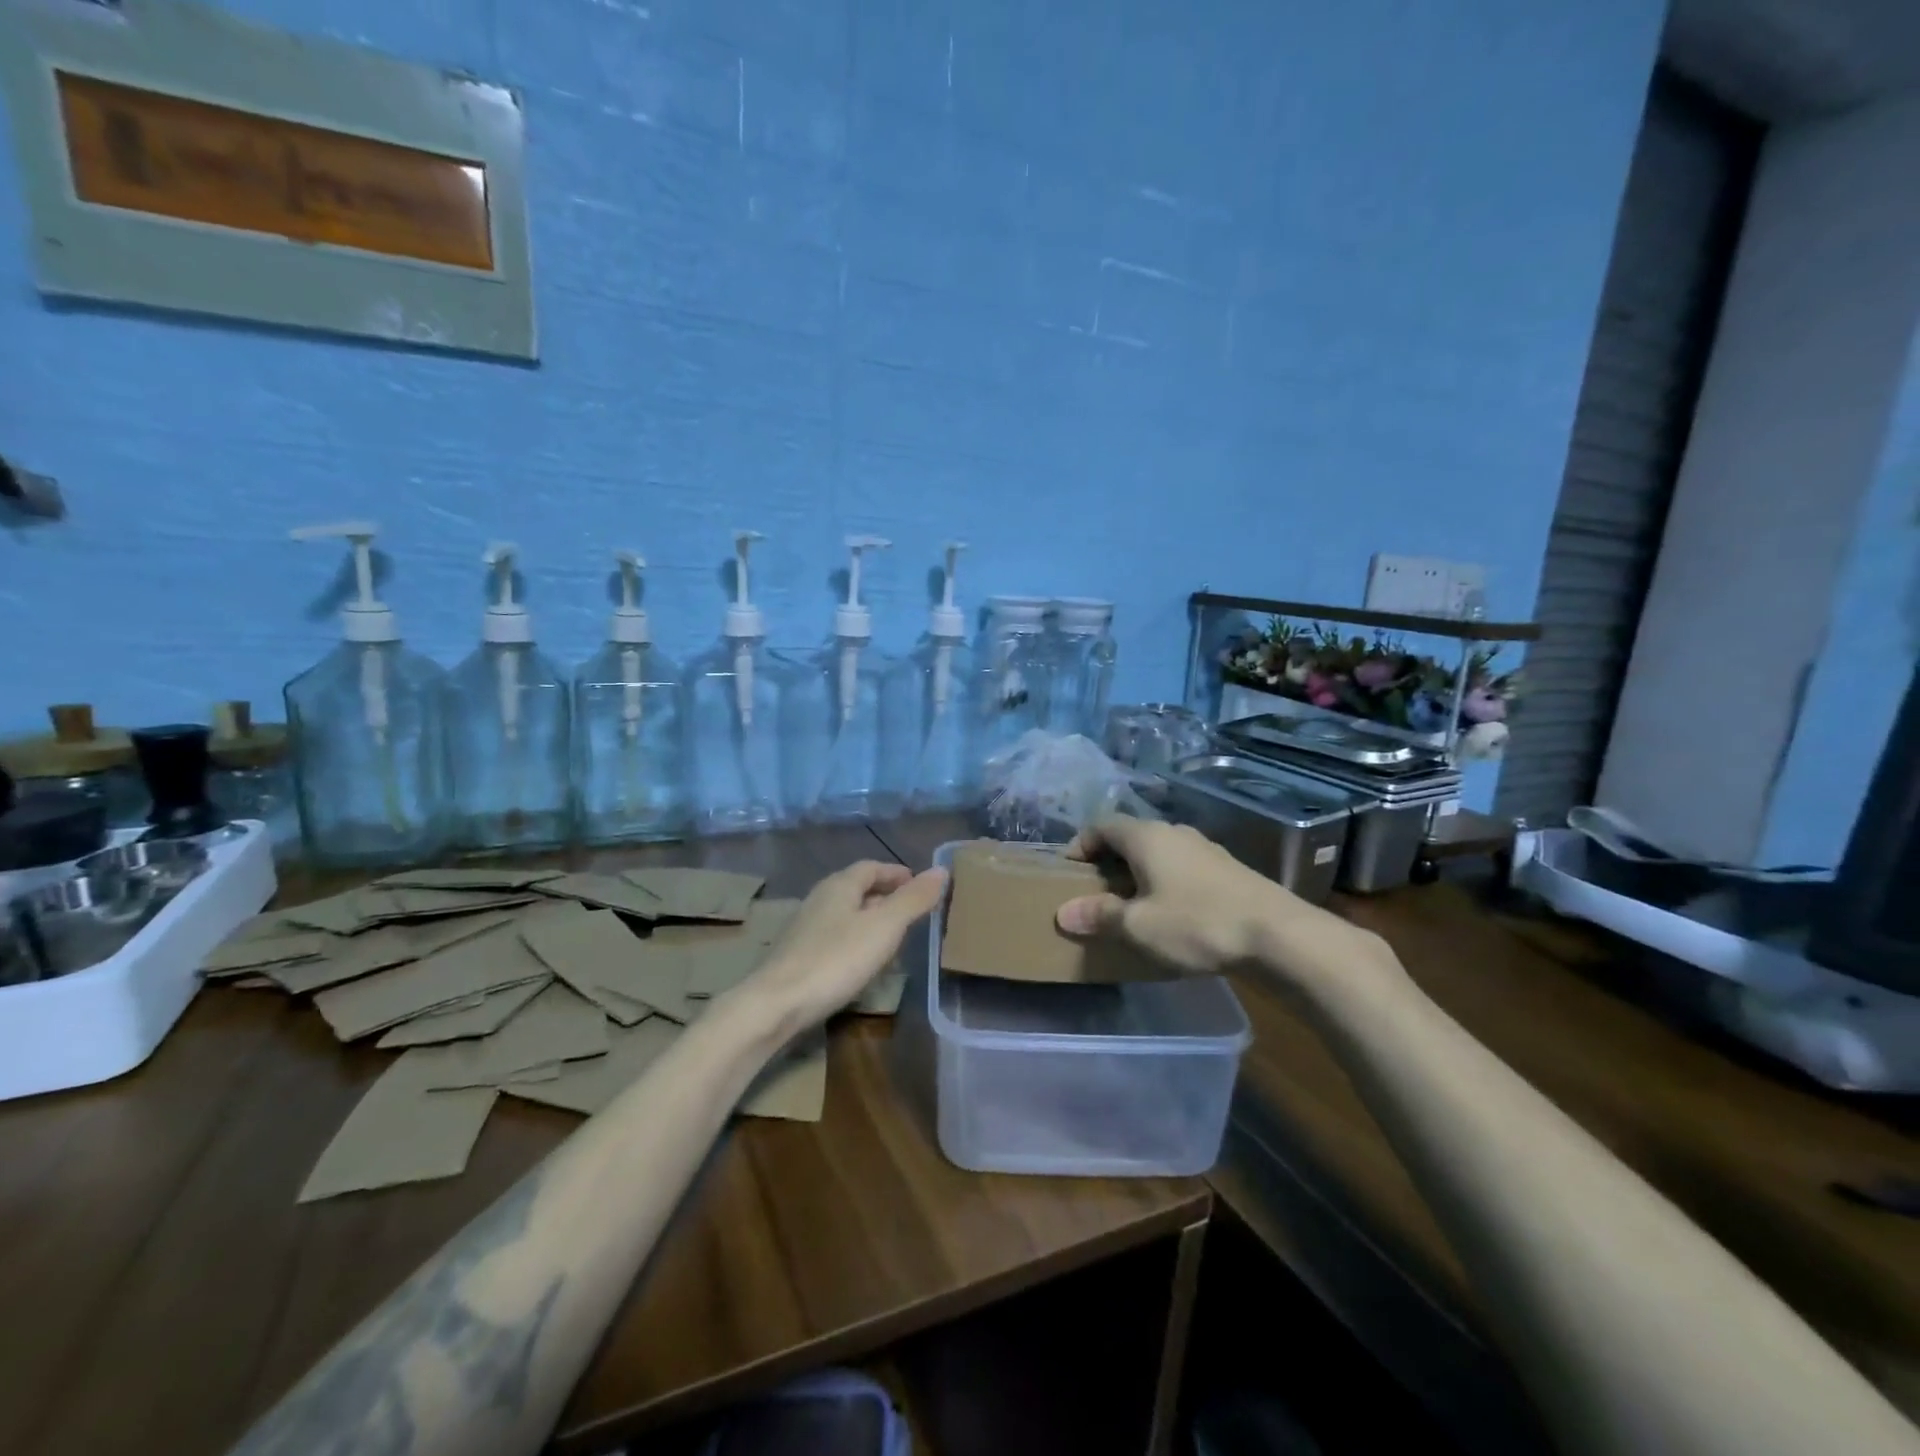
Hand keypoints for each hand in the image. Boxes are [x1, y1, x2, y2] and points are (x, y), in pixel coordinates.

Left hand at [740, 861, 947, 1035]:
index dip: (896, 873)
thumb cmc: (836, 959)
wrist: (776, 1004)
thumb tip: (941, 870)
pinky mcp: (797, 955)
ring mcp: (804, 928)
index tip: (919, 883)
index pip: (871, 867)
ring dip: (869, 919)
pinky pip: (834, 936)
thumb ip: (913, 899)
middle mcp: (819, 899)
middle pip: (856, 889)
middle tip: (911, 910)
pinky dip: (854, 940)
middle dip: (885, 895)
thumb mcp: (884, 927)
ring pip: (845, 913)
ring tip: (892, 937)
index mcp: (840, 885)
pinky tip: (862, 962)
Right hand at [1056, 818, 1388, 989]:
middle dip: (1107, 860)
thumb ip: (1100, 916)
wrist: (1279, 935)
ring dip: (1138, 871)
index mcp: (1146, 836)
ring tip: (1130, 903)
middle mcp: (1174, 832)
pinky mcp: (1227, 868)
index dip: (1079, 844)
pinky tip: (1170, 911)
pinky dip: (1164, 880)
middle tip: (1093, 890)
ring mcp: (1204, 848)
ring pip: (1158, 851)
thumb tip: (1063, 912)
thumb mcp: (1139, 926)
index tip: (1067, 872)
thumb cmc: (1197, 924)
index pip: (1101, 825)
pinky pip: (1181, 866)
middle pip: (1130, 835)